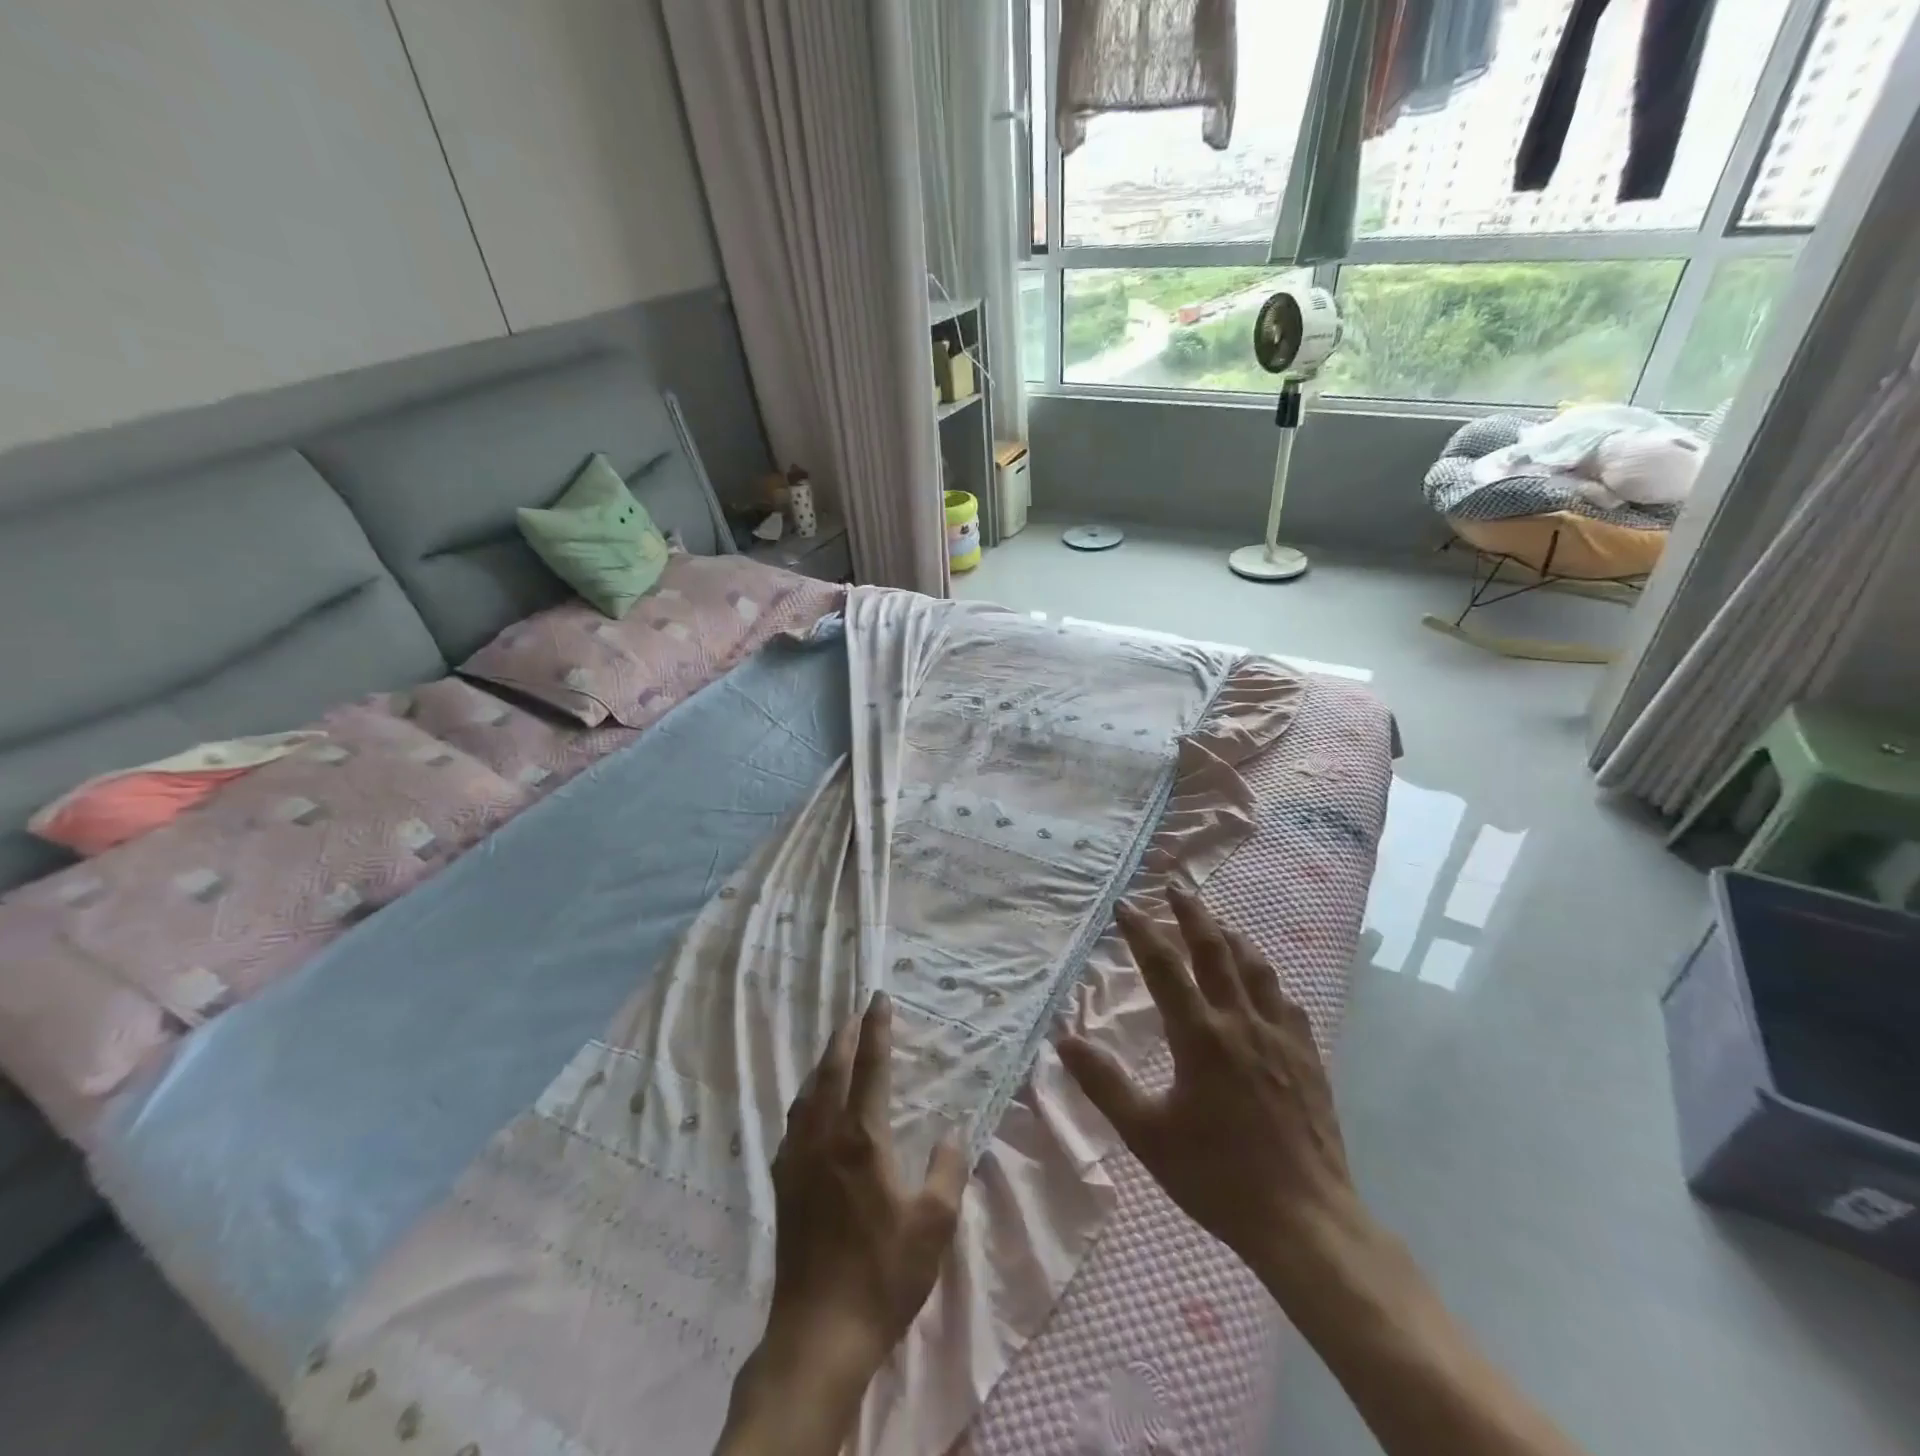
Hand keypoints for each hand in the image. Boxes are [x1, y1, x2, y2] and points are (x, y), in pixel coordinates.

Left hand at [717, 992, 967, 1455]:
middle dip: (844, 1035)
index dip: (876, 1029)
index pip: (870, 1067)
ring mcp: (798, 1158)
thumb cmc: (883, 1274)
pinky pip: (795, 1120)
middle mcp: (824, 1136)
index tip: (880, 998)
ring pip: (808, 1092)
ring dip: (823, 1063)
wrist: (819, 1332)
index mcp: (862, 1138)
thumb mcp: (933, 1224)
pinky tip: (814, 1105)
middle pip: (831, 1069)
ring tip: (837, 1048)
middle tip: (857, 1013)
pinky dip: (808, 1096)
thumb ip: (947, 1169)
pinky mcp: (784, 1182)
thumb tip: (952, 1128)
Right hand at [1058, 886, 1369, 1310]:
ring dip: (1233, 938)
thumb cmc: (1217, 1178)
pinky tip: (1264, 985)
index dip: (1142, 932)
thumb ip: (1104, 1084)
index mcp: (1200, 1037)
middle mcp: (1241, 1024)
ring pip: (1256, 969)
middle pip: (1216, 951)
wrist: (1305, 1221)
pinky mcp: (1308, 1058)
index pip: (1165, 967)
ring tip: (1218, 924)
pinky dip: (1267, 981)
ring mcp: (1280, 1038)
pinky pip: (1286, 1002)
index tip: (1126, 905)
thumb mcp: (1147, 1135)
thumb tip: (1065, 1039)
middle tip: (1175, 888)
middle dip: (1192, 914)